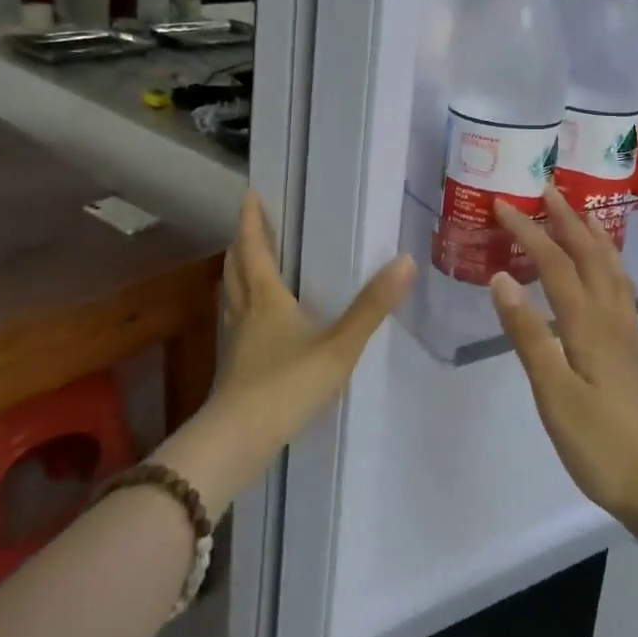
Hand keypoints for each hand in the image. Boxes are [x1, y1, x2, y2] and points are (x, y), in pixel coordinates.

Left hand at [158, 191, 414, 515]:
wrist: (238, 441)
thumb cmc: (287, 385)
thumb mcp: (339, 346)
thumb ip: (372, 307)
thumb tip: (406, 261)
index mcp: (266, 299)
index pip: (254, 250)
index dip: (251, 222)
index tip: (249, 194)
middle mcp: (245, 313)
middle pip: (236, 269)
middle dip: (242, 243)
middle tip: (250, 223)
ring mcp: (235, 342)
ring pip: (231, 296)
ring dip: (238, 273)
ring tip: (248, 263)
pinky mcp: (233, 368)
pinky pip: (235, 321)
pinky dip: (241, 306)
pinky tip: (253, 321)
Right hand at [490, 189, 637, 536]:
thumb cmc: (602, 445)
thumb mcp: (555, 393)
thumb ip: (529, 335)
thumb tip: (502, 278)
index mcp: (589, 324)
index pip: (554, 264)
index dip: (529, 231)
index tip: (503, 204)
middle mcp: (611, 318)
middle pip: (590, 255)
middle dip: (567, 219)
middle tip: (548, 189)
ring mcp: (627, 334)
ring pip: (612, 270)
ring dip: (593, 237)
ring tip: (580, 216)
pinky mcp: (632, 352)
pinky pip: (619, 290)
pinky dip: (608, 265)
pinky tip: (604, 274)